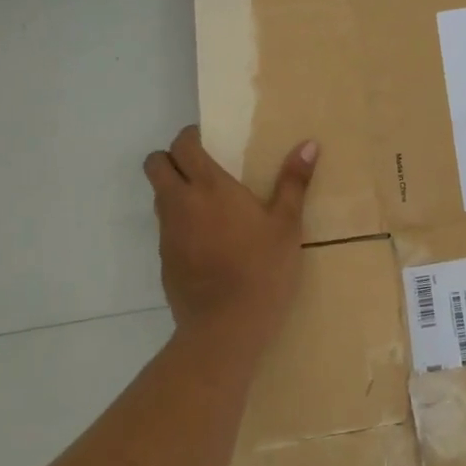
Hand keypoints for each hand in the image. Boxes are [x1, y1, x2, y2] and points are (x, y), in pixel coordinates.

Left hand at [143, 127, 317, 349]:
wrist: (226, 328)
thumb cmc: (262, 269)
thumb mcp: (286, 225)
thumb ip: (294, 182)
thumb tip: (309, 144)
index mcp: (209, 187)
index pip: (182, 145)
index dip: (190, 137)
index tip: (209, 141)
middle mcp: (180, 203)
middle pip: (155, 165)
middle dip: (170, 159)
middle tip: (201, 168)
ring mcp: (167, 234)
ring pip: (158, 197)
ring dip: (175, 190)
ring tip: (209, 205)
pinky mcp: (164, 261)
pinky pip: (166, 229)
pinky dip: (180, 224)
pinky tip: (208, 243)